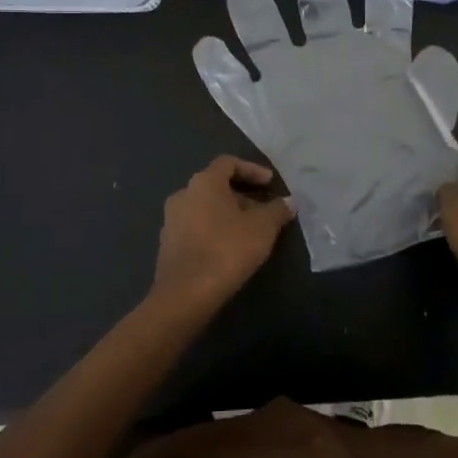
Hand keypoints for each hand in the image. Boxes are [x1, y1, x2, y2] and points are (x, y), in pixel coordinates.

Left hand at [151, 156, 294, 314]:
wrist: (185, 294)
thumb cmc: (226, 249)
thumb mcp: (262, 228)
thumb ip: (277, 210)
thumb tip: (289, 202)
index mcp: (203, 182)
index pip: (228, 163)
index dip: (252, 169)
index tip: (270, 183)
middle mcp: (183, 194)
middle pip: (216, 186)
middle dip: (242, 195)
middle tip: (264, 210)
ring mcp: (171, 220)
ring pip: (205, 208)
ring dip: (228, 214)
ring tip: (249, 231)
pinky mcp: (167, 244)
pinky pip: (195, 227)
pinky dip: (213, 230)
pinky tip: (229, 248)